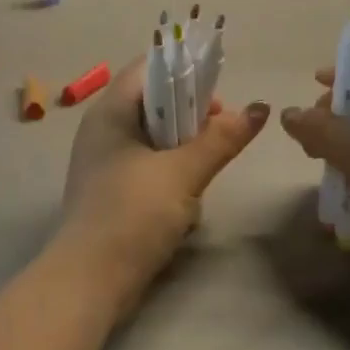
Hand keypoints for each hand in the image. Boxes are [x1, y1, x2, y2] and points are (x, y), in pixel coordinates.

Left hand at [50, 59, 269, 319]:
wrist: (90, 281)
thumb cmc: (132, 214)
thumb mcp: (182, 172)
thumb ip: (220, 138)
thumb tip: (259, 108)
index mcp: (111, 111)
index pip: (149, 68)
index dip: (185, 70)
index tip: (218, 91)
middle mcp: (103, 129)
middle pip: (154, 102)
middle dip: (191, 114)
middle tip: (221, 130)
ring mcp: (105, 162)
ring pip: (154, 137)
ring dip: (184, 148)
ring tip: (207, 167)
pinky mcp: (112, 191)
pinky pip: (148, 167)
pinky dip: (170, 174)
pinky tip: (187, 200)